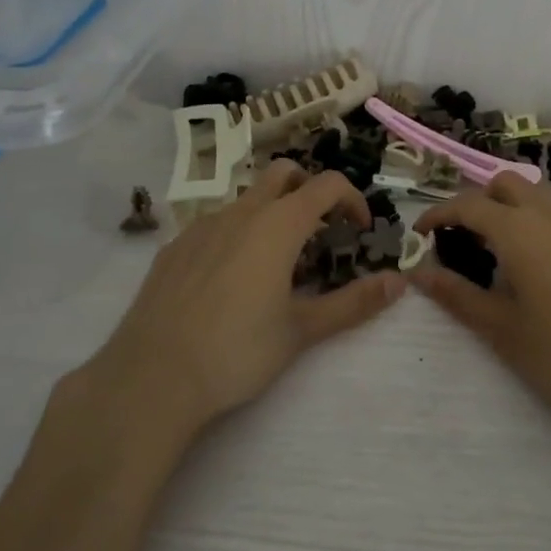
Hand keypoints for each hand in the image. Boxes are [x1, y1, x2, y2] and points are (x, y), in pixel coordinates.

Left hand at [71, 162, 406, 445]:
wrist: (152, 377)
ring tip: (276, 262)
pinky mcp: (174, 246)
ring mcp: (202, 225)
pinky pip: (215, 224)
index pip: (327, 185)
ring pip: (247, 198)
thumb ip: (353, 303)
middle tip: (320, 232)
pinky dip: (236, 234)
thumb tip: (398, 282)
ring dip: (272, 213)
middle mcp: (241, 212)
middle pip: (284, 173)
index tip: (359, 229)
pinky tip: (230, 280)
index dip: (351, 199)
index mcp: (278, 224)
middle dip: (309, 190)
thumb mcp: (302, 330)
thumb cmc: (237, 351)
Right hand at [413, 173, 550, 441]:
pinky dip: (547, 228)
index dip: (439, 213)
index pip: (469, 204)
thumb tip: (420, 272)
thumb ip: (458, 296)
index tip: (422, 233)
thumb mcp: (504, 332)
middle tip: (467, 241)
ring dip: (516, 211)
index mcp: (521, 231)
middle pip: (507, 184)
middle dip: (480, 201)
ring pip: (542, 197)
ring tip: (508, 257)